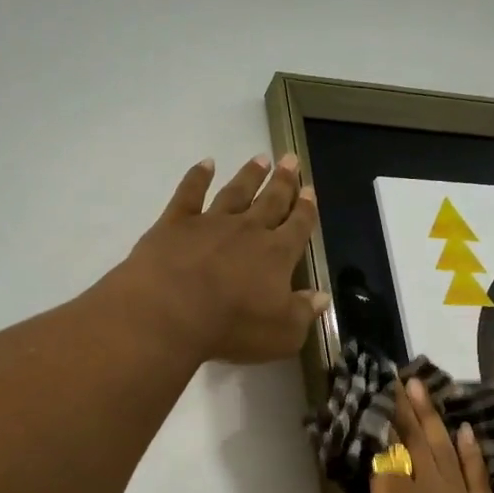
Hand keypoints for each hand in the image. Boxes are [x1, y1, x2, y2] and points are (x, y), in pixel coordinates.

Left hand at [114, 154, 327, 364]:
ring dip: (249, 175)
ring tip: (261, 158)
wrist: (170, 312)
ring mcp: (211, 222)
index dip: (306, 210)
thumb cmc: (232, 327)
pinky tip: (205, 164)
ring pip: (236, 192)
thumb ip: (304, 313)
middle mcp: (248, 230)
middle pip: (271, 201)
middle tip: (291, 159)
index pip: (298, 227)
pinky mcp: (175, 223)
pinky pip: (189, 193)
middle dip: (283, 182)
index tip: (311, 191)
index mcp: (277, 255)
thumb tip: (323, 296)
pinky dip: (197, 176)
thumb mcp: (282, 334)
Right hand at [276, 378, 493, 492]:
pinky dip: (473, 453)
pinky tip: (469, 432)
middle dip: (403, 411)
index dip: (373, 425)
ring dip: (434, 419)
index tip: (365, 391)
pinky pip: (480, 477)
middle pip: (416, 445)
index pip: (382, 457)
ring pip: (447, 453)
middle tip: (395, 376)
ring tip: (422, 387)